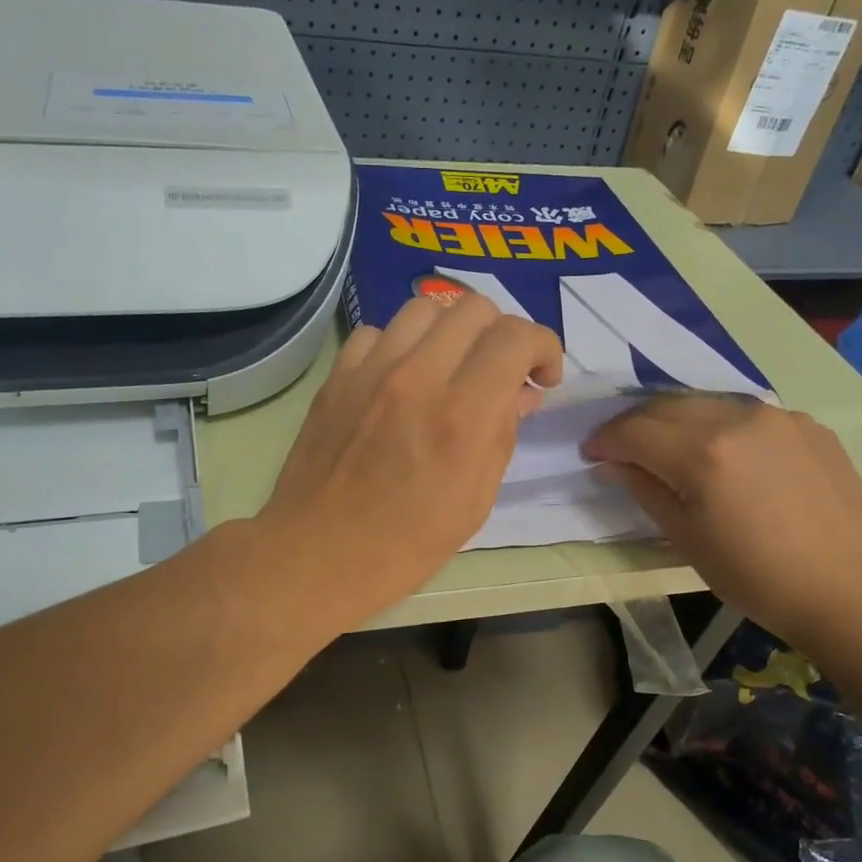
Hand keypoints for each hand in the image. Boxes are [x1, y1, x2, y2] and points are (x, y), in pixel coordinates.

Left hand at [259, 295, 562, 624]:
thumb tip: (521, 392)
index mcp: (463, 415)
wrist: (319, 554)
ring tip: (450, 367)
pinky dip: (399, 345)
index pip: (515, 337)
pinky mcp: (337, 376)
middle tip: (498, 372)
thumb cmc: (406, 544)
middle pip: (474, 308)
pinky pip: (376, 332)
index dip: (543, 347)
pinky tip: (399, 377)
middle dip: (500, 334)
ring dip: (451, 331)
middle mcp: (419, 377)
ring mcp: (371, 371)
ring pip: (424, 308)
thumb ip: (503, 435)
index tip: (542, 376)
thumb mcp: (474, 502)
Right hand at [584, 394, 861, 653]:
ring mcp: (778, 416)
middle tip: (618, 448)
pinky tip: (720, 453)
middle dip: (633, 424)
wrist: (849, 589)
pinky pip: (746, 413)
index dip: (605, 440)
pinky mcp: (806, 424)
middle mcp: (738, 418)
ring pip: (706, 403)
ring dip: (674, 420)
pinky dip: (718, 425)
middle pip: (666, 406)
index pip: (635, 430)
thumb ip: (644, 490)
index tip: (591, 454)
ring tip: (664, 446)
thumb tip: (610, 464)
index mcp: (703, 452)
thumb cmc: (756, 576)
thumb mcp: (686, 538)